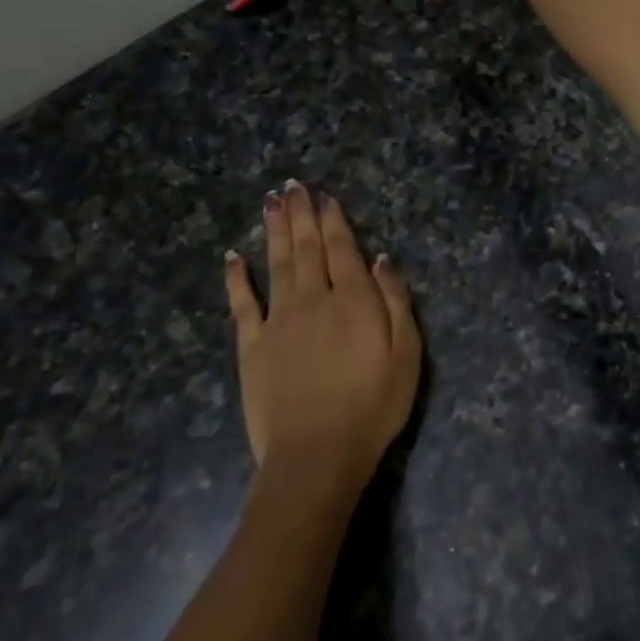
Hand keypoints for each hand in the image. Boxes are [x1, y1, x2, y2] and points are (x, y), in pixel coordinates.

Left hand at [223, 183, 421, 491]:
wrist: (316, 455)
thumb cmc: (372, 407)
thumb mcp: (406, 355)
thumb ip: (395, 301)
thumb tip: (382, 259)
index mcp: (353, 300)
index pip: (343, 248)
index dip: (334, 220)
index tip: (325, 196)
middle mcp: (313, 299)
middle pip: (307, 247)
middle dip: (301, 214)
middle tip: (292, 185)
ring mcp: (278, 320)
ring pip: (276, 263)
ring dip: (274, 230)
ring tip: (270, 202)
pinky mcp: (251, 345)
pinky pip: (242, 303)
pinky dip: (236, 277)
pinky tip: (233, 255)